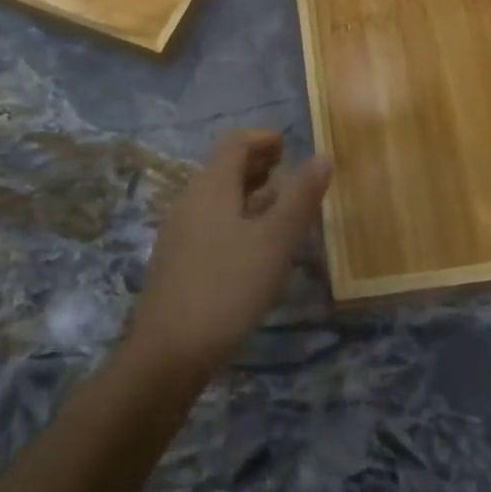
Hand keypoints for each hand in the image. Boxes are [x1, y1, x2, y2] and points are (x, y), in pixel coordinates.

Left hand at [124, 130, 332, 377]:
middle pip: (224, 169)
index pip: (235, 143)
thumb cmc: (228, 286)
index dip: (263, 139)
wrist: (168, 353)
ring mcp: (179, 233)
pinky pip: (210, 224)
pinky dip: (237, 219)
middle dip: (258, 165)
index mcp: (210, 186)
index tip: (289, 144)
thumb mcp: (275, 241)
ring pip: (218, 199)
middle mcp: (189, 201)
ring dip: (249, 194)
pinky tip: (255, 247)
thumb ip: (301, 197)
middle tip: (290, 173)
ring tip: (280, 209)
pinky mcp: (177, 263)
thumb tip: (322, 156)